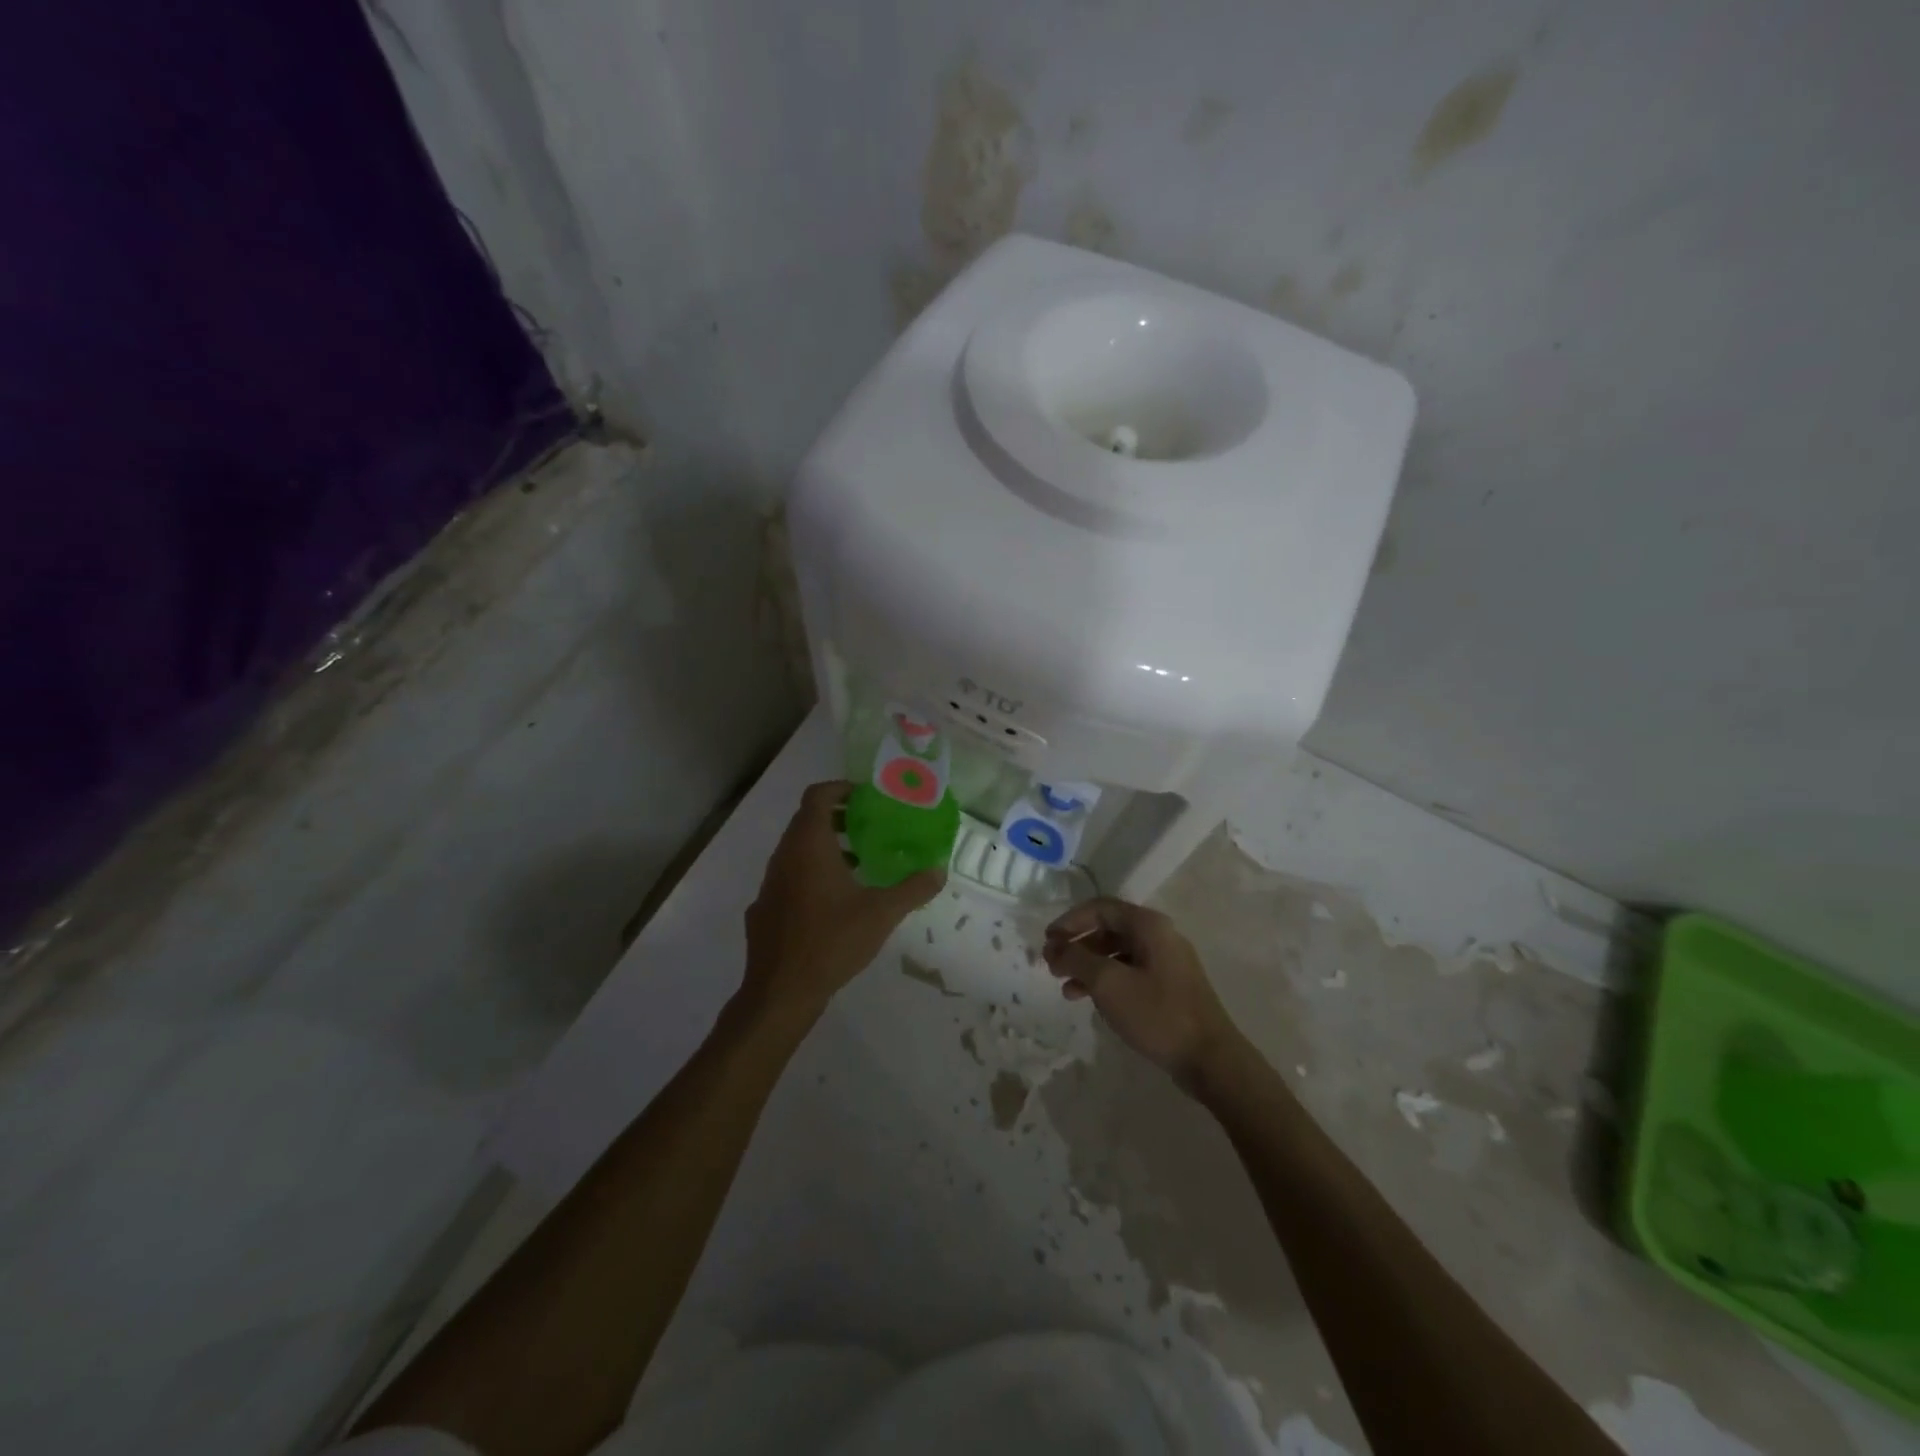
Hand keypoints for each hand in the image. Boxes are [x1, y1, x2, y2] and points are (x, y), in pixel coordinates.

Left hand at [742, 781, 944, 1020]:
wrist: (781, 991)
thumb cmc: (831, 941)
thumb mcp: (881, 914)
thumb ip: (913, 888)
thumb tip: (940, 870)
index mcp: (808, 845)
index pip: (818, 795)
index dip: (841, 788)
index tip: (866, 797)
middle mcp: (784, 856)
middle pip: (807, 820)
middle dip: (839, 818)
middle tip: (871, 828)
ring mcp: (770, 883)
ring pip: (797, 850)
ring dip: (826, 847)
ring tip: (859, 864)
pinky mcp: (764, 908)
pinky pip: (789, 876)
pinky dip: (811, 874)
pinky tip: (834, 902)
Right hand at [1043, 898, 1245, 1090]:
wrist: (1210, 1059)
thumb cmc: (1157, 1014)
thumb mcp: (1108, 983)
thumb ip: (1077, 959)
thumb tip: (1055, 946)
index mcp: (1148, 925)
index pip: (1100, 908)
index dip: (1069, 921)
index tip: (1047, 941)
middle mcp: (1159, 935)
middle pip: (1108, 929)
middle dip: (1077, 945)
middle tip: (1051, 965)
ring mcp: (1166, 961)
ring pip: (1116, 953)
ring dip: (1087, 965)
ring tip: (1065, 988)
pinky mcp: (1169, 986)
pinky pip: (1129, 972)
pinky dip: (1105, 980)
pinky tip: (1089, 1000)